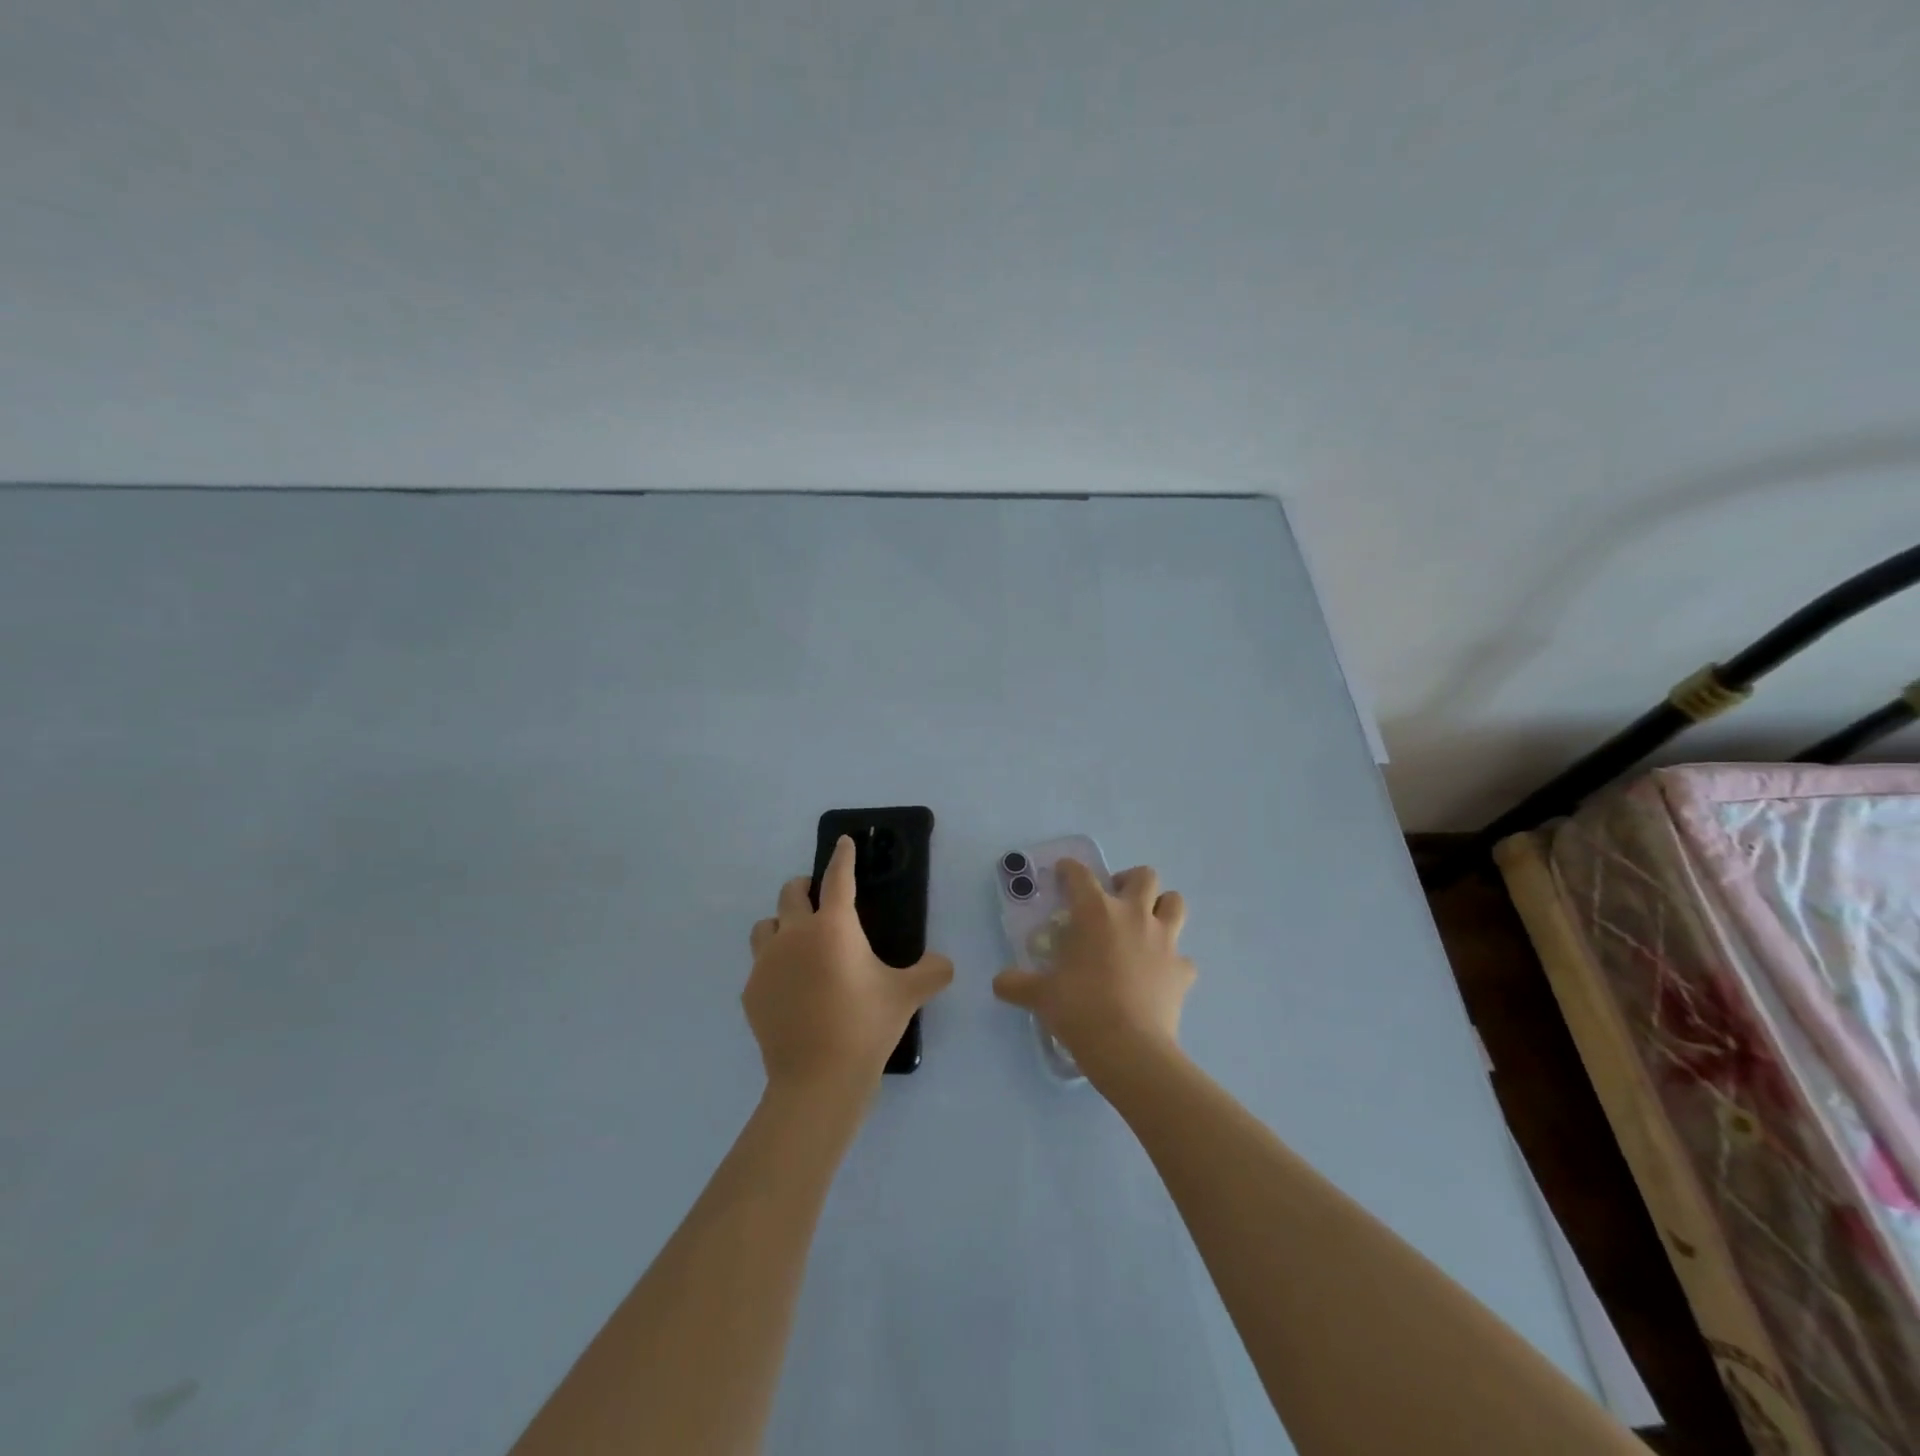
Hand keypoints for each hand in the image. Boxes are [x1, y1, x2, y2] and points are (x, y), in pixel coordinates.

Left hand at [743, 836, 953, 1099]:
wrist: (817, 1079)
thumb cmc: (865, 1026)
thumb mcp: (907, 995)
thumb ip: (932, 972)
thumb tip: (944, 964)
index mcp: (833, 927)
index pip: (839, 878)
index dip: (843, 856)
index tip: (844, 842)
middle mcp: (795, 934)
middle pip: (791, 893)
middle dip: (805, 887)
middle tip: (819, 898)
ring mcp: (766, 963)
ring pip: (766, 925)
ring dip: (782, 923)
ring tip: (798, 942)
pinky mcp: (751, 991)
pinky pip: (760, 965)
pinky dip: (774, 965)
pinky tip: (790, 988)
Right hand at [992, 859, 1195, 1088]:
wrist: (1129, 1048)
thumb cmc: (1080, 1009)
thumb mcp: (1040, 995)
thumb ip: (1017, 984)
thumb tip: (999, 983)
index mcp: (1096, 912)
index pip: (1080, 875)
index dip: (1070, 869)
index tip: (1063, 873)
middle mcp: (1133, 916)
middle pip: (1143, 876)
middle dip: (1128, 881)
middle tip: (1113, 901)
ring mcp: (1164, 941)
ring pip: (1175, 903)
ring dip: (1161, 907)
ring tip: (1144, 924)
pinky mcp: (1182, 970)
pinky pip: (1183, 957)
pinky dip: (1173, 961)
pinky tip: (1158, 974)